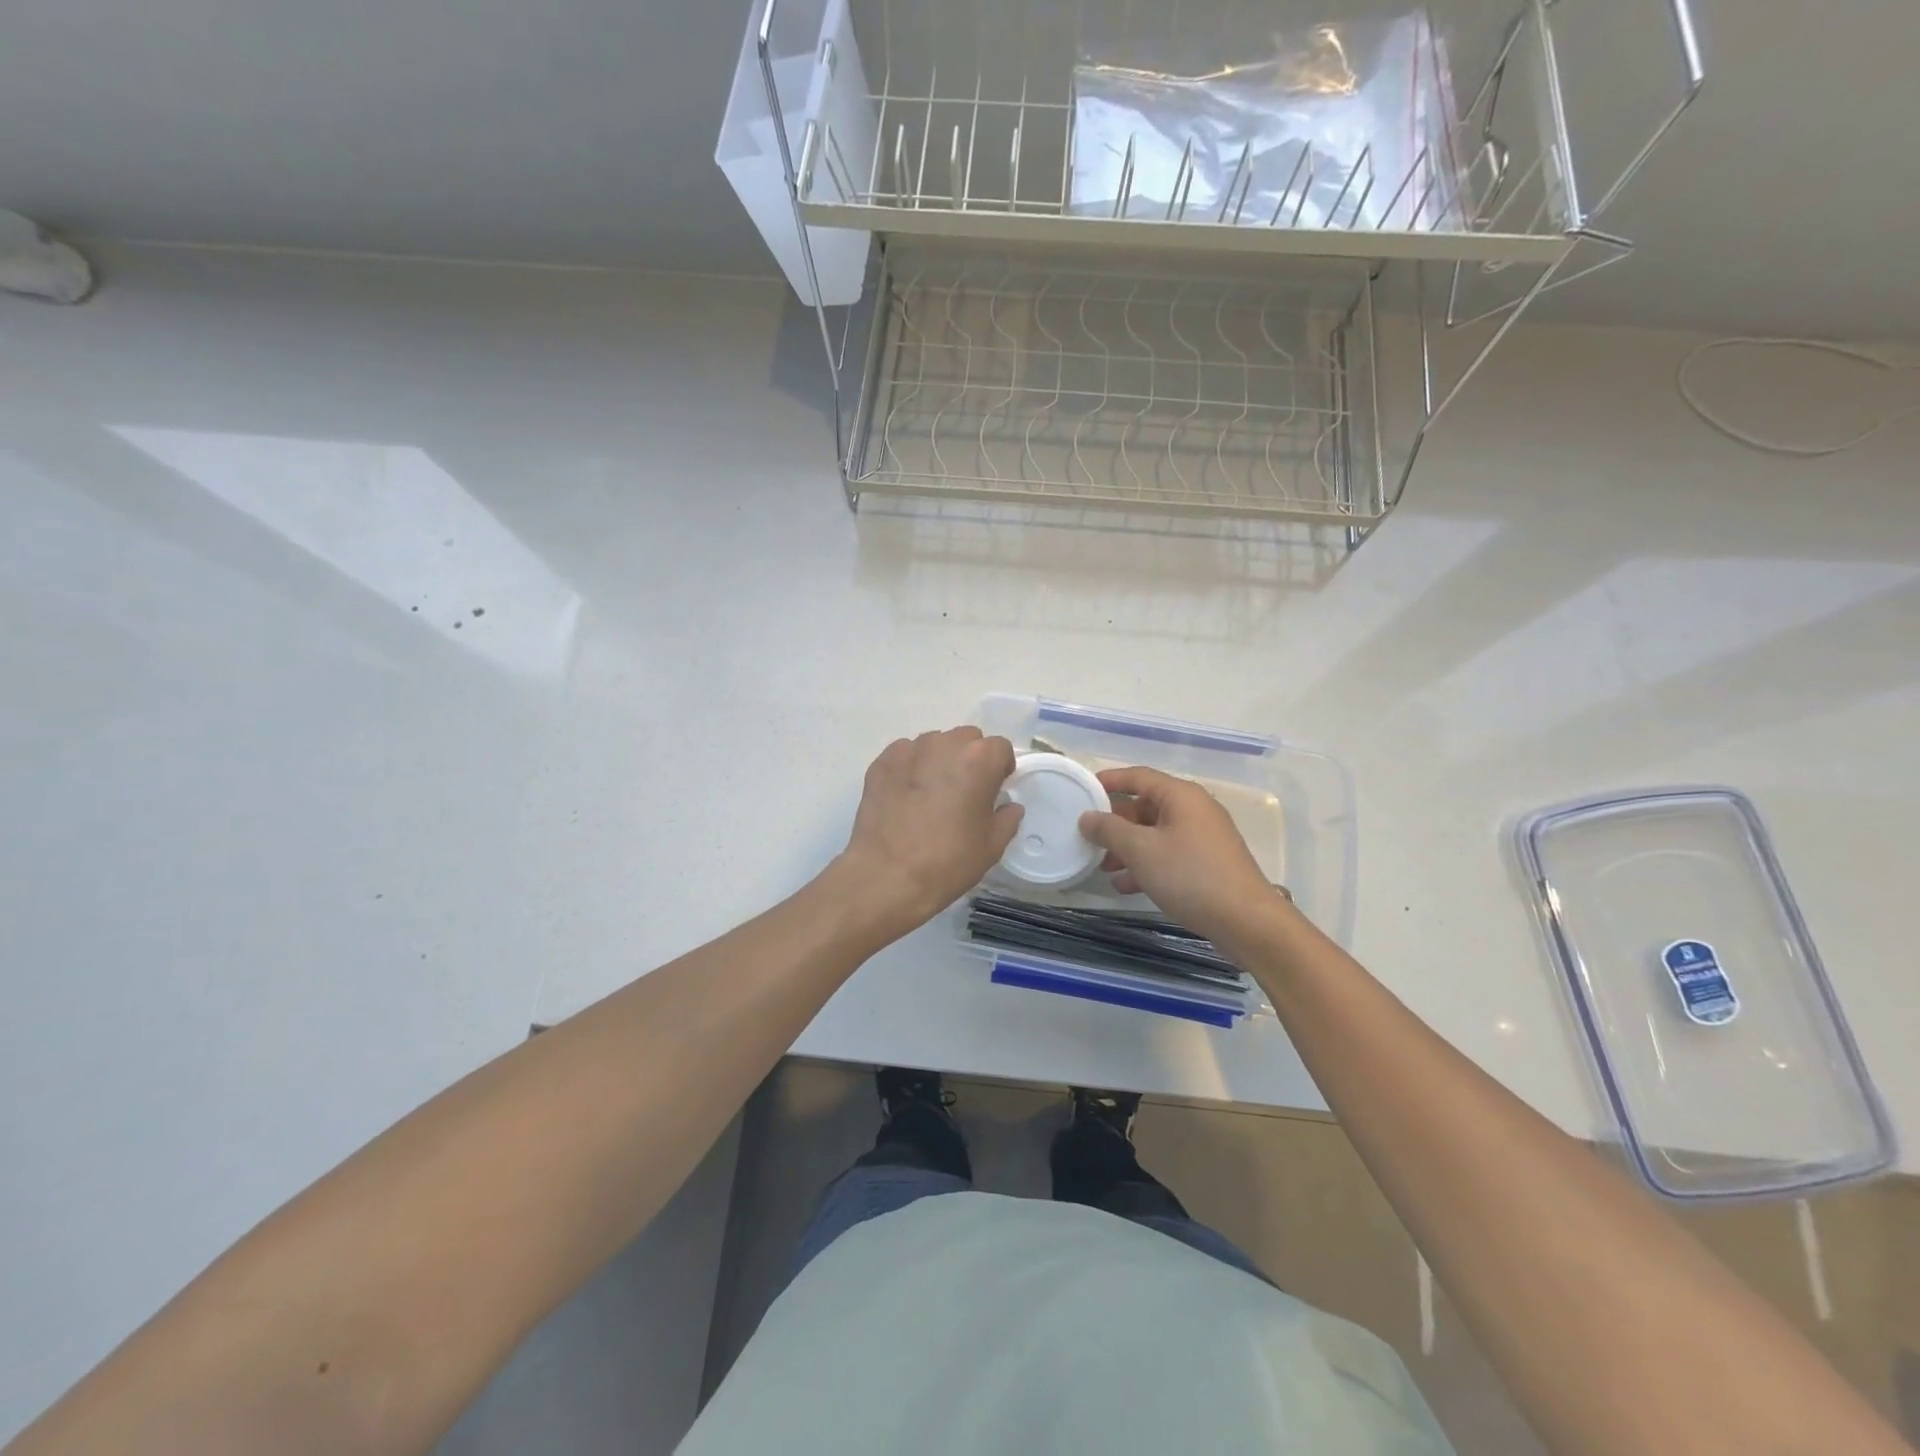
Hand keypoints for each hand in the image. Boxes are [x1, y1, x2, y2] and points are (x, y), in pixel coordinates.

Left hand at [835, 727, 1021, 935]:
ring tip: (931, 795)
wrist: (887, 876)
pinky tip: (906, 797)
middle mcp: (944, 744)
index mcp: (978, 759)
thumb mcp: (991, 846)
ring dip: (939, 761)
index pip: (999, 747)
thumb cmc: (948, 862)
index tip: (994, 789)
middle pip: (966, 739)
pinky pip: (905, 756)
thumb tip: (1009, 807)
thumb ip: (1007, 818)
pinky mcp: (881, 762)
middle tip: (964, 792)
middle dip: (970, 759)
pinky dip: (910, 769)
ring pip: (934, 744)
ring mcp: (908, 750)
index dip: (1000, 768)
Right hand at [1078, 766, 1282, 940]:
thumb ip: (1109, 830)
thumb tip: (1087, 816)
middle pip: (1146, 806)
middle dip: (1116, 823)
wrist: (1247, 922)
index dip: (1109, 780)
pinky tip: (1126, 886)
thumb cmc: (1190, 876)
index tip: (1083, 790)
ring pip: (1156, 834)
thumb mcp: (1141, 850)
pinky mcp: (1208, 864)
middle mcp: (1194, 810)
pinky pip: (1169, 855)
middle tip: (1089, 838)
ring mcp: (1203, 838)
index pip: (1138, 777)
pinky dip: (1147, 865)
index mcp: (1181, 796)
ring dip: (1128, 848)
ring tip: (1104, 868)